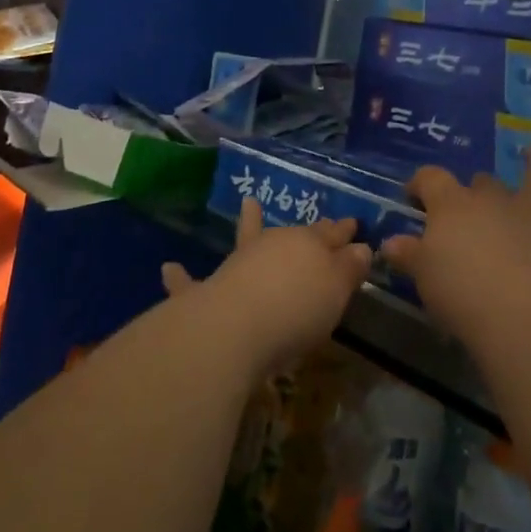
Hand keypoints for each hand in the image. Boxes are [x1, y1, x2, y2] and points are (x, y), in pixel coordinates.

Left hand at [161, 200, 371, 377]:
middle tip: (320, 224)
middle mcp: (270, 246)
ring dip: (249, 225)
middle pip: (293, 235)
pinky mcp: (207, 292)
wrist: (236, 326)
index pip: (330, 233)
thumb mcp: (336, 291)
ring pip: (246, 240)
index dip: (343, 231)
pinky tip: (169, 268)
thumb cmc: (297, 309)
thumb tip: (361, 248)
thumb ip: (348, 269)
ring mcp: (236, 265)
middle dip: (309, 231)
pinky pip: (191, 283)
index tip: (353, 223)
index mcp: (307, 244)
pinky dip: (182, 277)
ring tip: (249, 205)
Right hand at [381, 151, 530, 344]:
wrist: (525, 312)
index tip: (413, 194)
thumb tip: (390, 244)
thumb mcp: (423, 276)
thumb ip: (409, 256)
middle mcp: (494, 203)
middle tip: (471, 199)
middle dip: (476, 186)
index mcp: (453, 206)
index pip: (431, 179)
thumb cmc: (461, 290)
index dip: (421, 182)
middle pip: (483, 183)